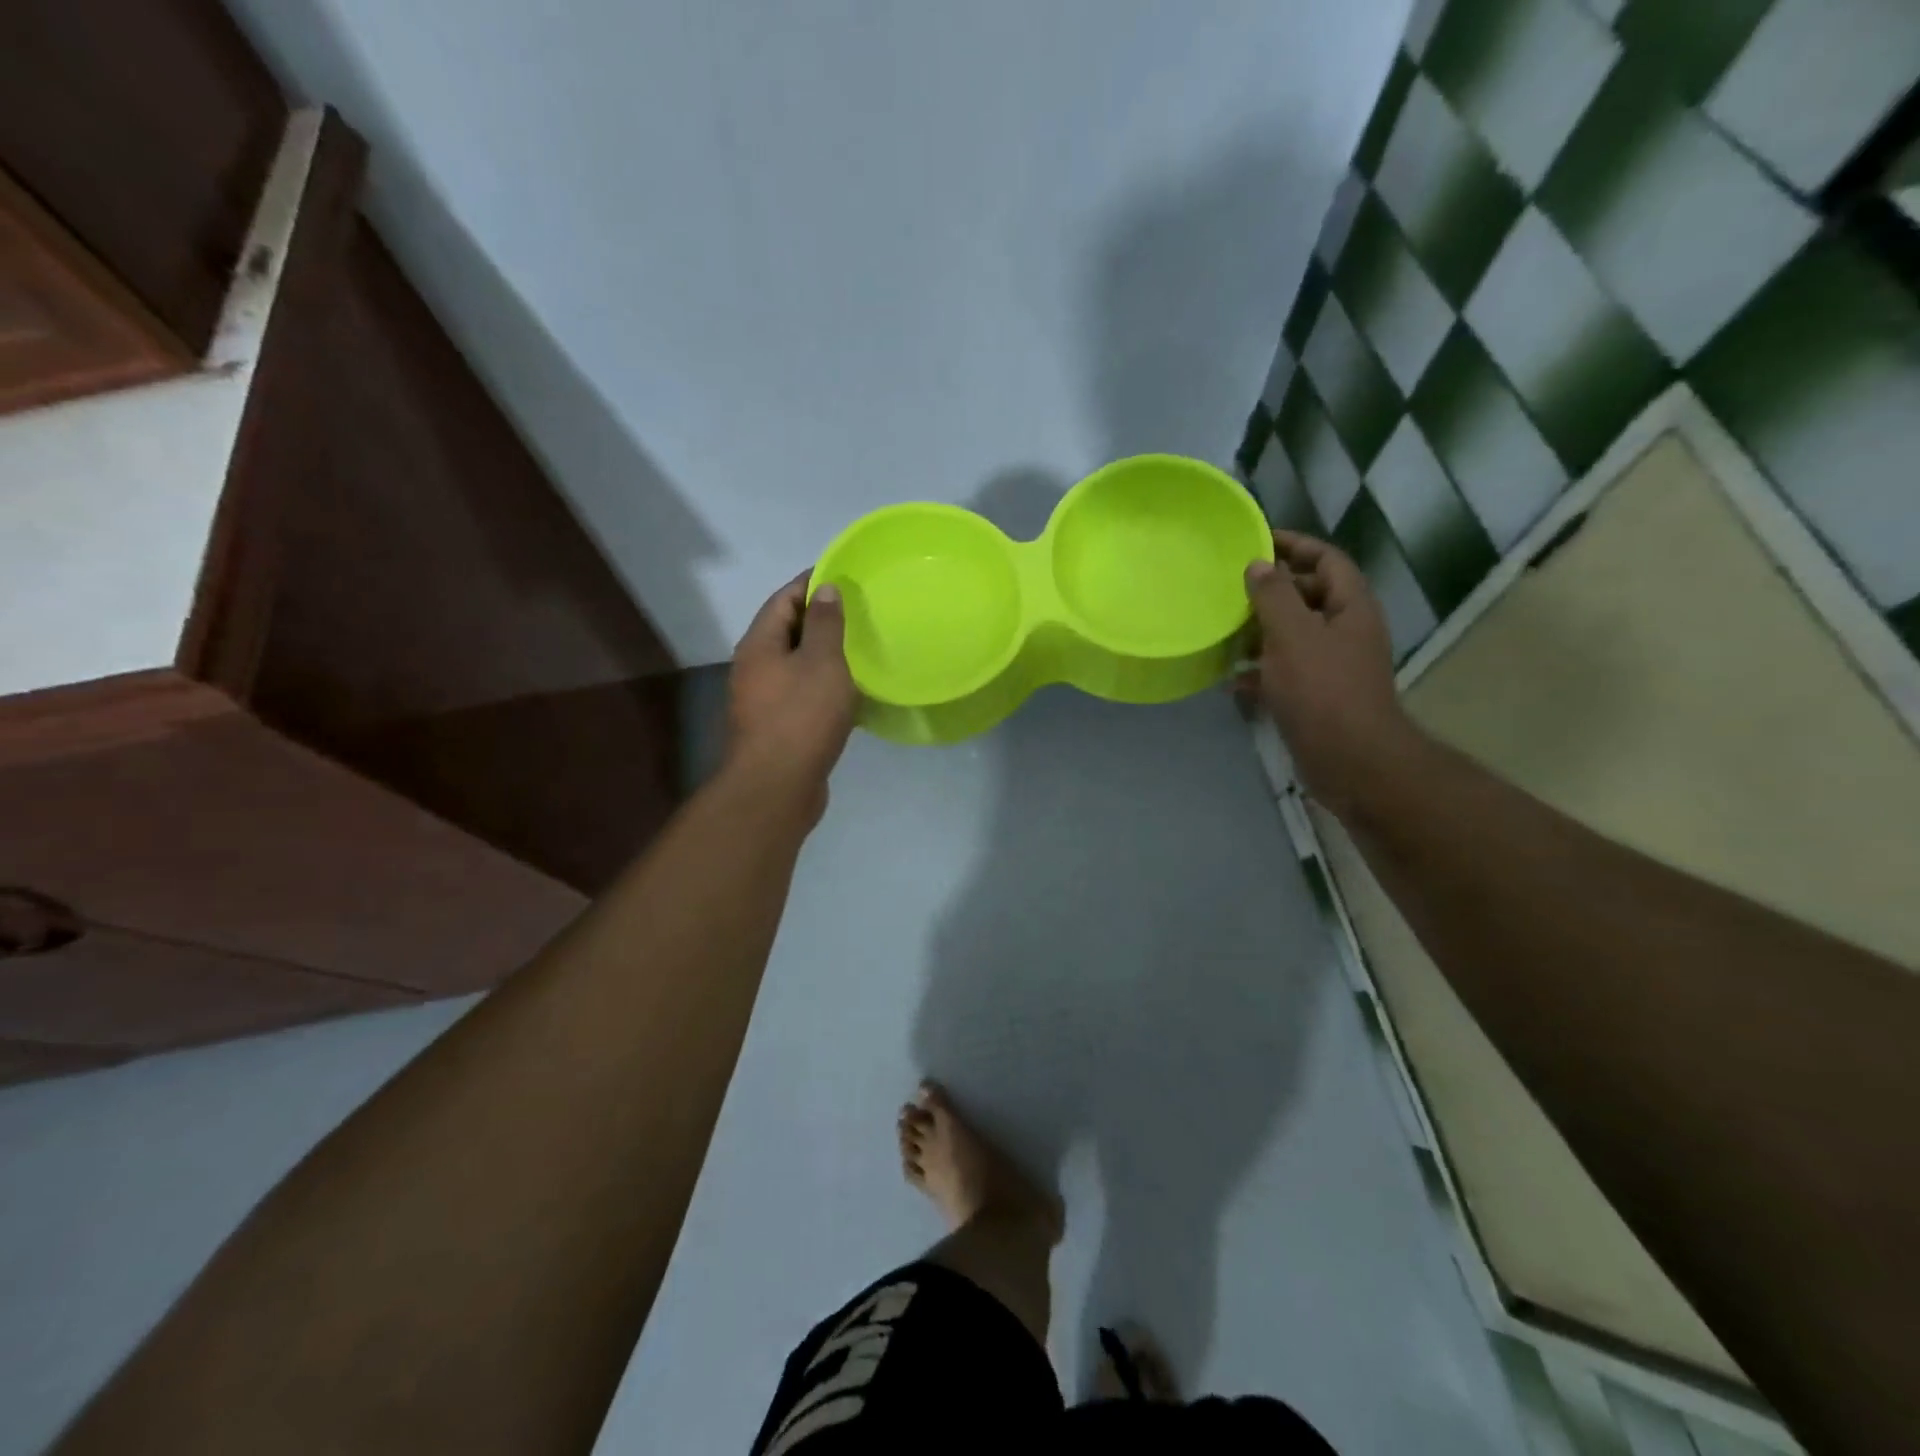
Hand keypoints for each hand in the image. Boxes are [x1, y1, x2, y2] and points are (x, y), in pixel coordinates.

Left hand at [726, 571, 858, 809]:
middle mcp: (755, 667)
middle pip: (786, 630)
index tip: (843, 575)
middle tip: (858, 611)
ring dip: (822, 654)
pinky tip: (849, 691)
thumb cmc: (801, 716)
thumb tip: (825, 589)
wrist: (777, 786)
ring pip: (795, 664)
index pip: (784, 599)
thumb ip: (825, 624)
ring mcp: (763, 699)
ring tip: (859, 648)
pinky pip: (801, 693)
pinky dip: (823, 685)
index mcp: (760, 644)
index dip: (811, 583)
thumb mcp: (822, 662)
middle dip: (819, 618)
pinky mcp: (777, 726)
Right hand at [1241, 531, 1418, 817]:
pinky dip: (1259, 672)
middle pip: (1308, 596)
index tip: (1257, 540)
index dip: (1295, 545)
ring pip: (1292, 636)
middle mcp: (1346, 631)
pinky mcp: (1316, 696)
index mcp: (1350, 608)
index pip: (1327, 560)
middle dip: (1271, 592)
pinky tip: (1231, 680)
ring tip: (1223, 633)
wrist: (1349, 760)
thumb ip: (1274, 596)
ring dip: (1259, 633)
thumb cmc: (1322, 690)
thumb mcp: (1293, 635)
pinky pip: (1284, 672)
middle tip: (1231, 590)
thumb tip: (1259, 565)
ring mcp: (1332, 666)